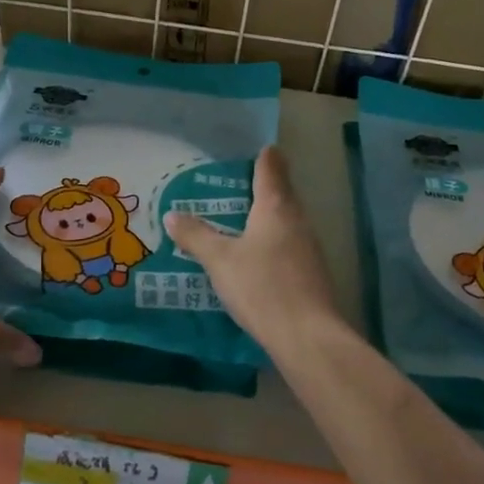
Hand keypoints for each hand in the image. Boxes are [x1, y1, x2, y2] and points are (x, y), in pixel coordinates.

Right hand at [163, 146, 341, 349]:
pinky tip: (257, 257)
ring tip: (240, 220)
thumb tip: (172, 215)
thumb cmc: (262, 287)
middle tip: (236, 185)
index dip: (264, 157)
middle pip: (281, 193)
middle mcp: (297, 220)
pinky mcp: (312, 272)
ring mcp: (309, 247)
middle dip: (263, 187)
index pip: (271, 168)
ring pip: (286, 221)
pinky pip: (289, 245)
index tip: (257, 148)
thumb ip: (196, 236)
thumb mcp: (219, 260)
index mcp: (276, 207)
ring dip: (266, 217)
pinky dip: (272, 242)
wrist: (306, 335)